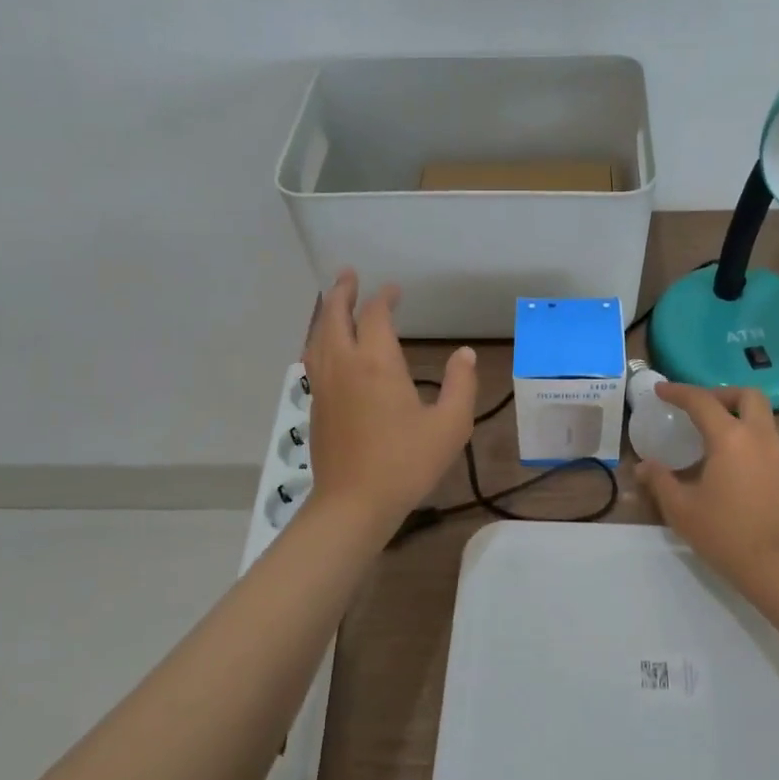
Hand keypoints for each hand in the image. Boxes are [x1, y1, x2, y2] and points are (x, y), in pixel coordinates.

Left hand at [301, 270, 477, 535]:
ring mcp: (325, 385)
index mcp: (376, 363)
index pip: (376, 316)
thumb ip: (461, 384)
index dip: (385, 298)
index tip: (395, 291)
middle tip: (349, 275)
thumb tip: (465, 354)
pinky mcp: (316, 405)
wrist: (353, 504)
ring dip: (326, 313)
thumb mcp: (450, 425)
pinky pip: (313, 358)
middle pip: (335, 316)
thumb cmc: (406, 463)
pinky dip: (320, 339)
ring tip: (333, 302)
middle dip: (342, 292)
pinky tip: (327, 347)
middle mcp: (344, 365)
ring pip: (318, 336)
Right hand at [635, 384, 778, 593]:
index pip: (702, 401)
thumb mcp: (681, 509)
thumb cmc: (725, 533)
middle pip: (748, 396)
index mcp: (730, 438)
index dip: (679, 391)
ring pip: (763, 420)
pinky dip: (750, 444)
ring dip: (739, 419)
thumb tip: (643, 467)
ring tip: (714, 440)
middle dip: (723, 394)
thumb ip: (660, 481)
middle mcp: (760, 438)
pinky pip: (770, 446)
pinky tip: (734, 470)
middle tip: (701, 409)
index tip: (661, 390)